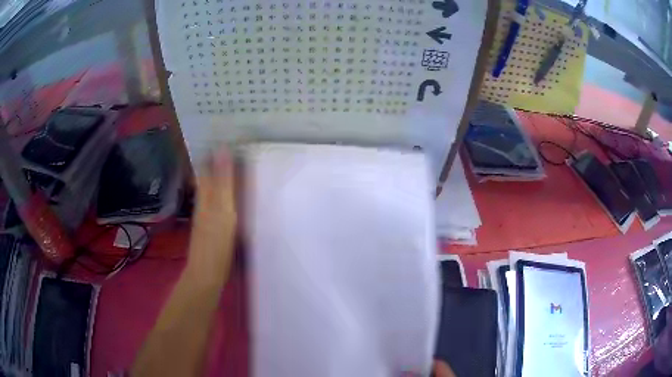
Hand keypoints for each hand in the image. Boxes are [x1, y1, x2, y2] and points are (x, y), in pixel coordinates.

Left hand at [188, 147, 237, 275]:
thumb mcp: (223, 209)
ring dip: (222, 170)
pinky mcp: (211, 221)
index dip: (216, 148)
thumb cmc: (216, 241)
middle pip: (209, 171)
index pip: (208, 162)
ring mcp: (207, 210)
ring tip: (237, 160)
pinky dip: (224, 187)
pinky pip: (217, 197)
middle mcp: (204, 197)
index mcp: (206, 192)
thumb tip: (223, 149)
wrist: (207, 271)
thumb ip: (224, 180)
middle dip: (220, 157)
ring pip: (213, 183)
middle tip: (237, 143)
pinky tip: (233, 188)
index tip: (229, 134)